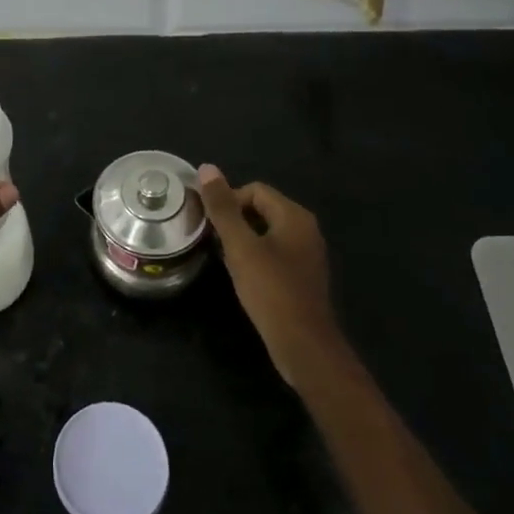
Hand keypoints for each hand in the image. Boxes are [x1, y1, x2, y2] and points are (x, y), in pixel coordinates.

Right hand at [197, 164, 343, 387]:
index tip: (209, 225)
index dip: (228, 201)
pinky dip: (255, 256)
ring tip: (223, 258)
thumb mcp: (240, 246)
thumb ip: (223, 208)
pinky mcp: (302, 276)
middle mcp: (305, 229)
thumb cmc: (271, 290)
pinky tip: (242, 275)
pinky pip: (274, 252)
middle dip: (233, 220)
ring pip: (266, 232)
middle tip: (212, 241)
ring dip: (242, 239)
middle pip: (261, 208)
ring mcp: (306, 253)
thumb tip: (207, 168)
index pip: (254, 190)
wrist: (303, 345)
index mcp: (294, 216)